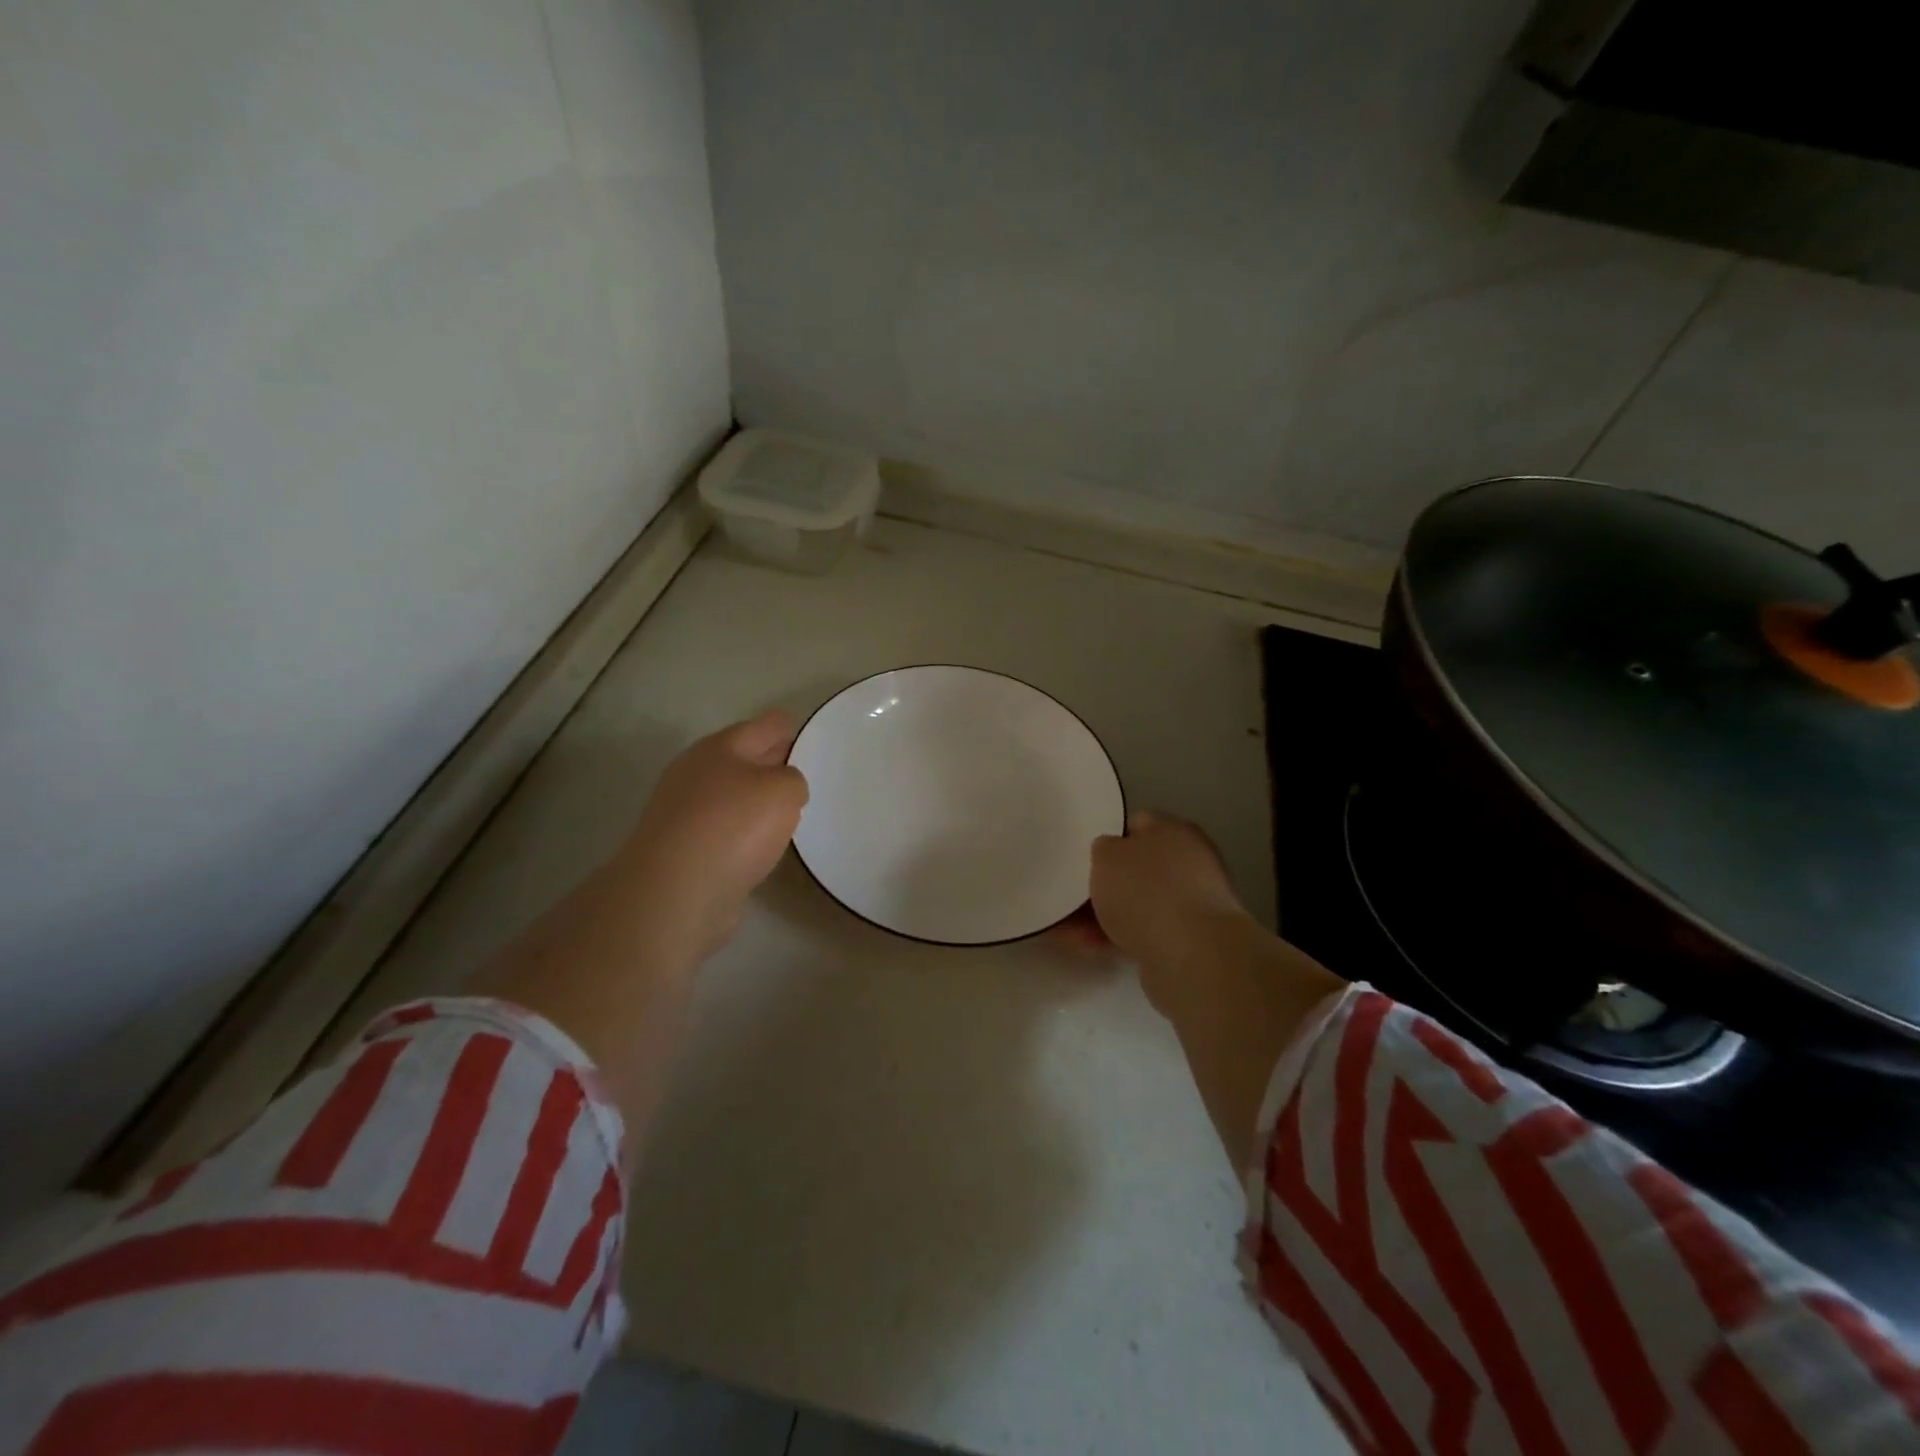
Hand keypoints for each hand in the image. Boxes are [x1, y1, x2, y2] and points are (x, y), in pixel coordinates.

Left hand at [616, 710, 809, 961]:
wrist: (676, 892)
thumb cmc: (734, 826)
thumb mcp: (784, 791)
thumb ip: (793, 780)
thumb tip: (781, 791)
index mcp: (719, 747)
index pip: (766, 725)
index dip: (791, 730)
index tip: (815, 744)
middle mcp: (697, 773)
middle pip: (745, 760)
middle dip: (774, 765)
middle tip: (809, 778)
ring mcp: (684, 813)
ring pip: (733, 797)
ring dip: (757, 804)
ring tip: (790, 816)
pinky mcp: (683, 850)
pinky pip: (724, 832)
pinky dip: (743, 836)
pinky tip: (762, 849)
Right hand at [1090, 810, 1342, 1167]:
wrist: (1203, 966)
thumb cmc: (1152, 897)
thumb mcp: (1110, 862)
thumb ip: (1104, 855)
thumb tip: (1107, 859)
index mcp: (1173, 837)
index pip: (1138, 826)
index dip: (1108, 840)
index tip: (1082, 860)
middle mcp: (1192, 872)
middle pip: (1140, 875)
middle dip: (1103, 890)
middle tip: (1066, 906)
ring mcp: (1198, 917)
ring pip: (1143, 913)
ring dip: (1107, 923)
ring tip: (1067, 939)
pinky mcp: (1198, 961)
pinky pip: (1149, 943)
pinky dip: (1123, 948)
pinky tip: (1092, 958)